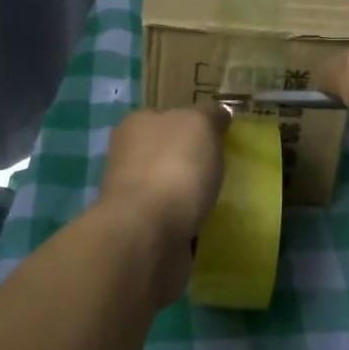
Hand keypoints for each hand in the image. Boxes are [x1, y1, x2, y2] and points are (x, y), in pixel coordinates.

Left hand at [95, 104, 228, 305]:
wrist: (147, 234)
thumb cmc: (174, 167)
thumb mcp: (201, 124)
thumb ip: (211, 115)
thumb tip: (217, 115)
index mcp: (136, 124)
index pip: (168, 115)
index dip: (193, 124)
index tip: (218, 138)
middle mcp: (127, 156)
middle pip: (166, 151)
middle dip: (190, 160)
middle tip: (221, 170)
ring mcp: (130, 196)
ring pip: (167, 186)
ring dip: (187, 193)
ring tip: (217, 200)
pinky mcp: (139, 230)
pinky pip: (170, 218)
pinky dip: (185, 221)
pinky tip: (203, 224)